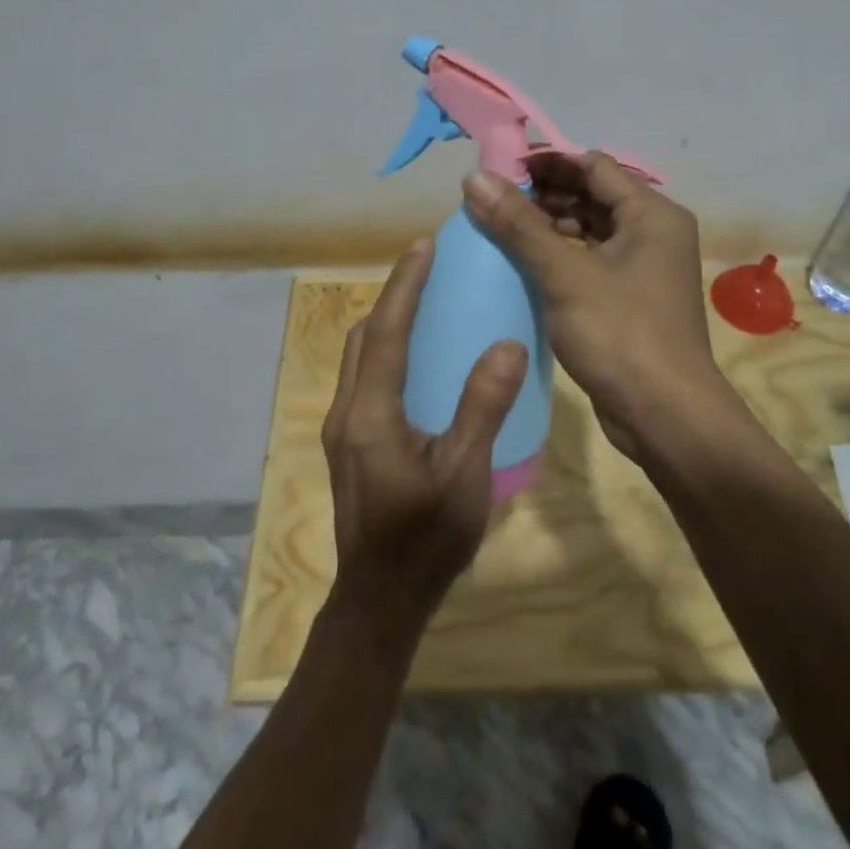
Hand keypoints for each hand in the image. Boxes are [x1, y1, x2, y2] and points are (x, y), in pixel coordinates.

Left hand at [322, 240, 528, 629]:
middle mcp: (346, 412)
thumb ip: (482, 408)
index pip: (384, 333)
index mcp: (370, 414)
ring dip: (385, 322)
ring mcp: (343, 429)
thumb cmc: (425, 540)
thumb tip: (506, 344)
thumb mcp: (464, 475)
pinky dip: (385, 351)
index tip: (422, 246)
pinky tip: (417, 358)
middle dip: (391, 296)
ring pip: (358, 357)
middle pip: (362, 337)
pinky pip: (364, 378)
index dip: (403, 286)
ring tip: (422, 300)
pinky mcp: (350, 444)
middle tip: (426, 267)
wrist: (380, 601)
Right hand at [461, 153, 731, 459]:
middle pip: (593, 196)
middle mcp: (653, 233)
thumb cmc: (620, 335)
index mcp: (652, 215)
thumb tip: (474, 177)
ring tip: (500, 227)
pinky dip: (560, 255)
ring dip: (549, 225)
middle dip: (544, 194)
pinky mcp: (631, 298)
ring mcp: (644, 268)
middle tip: (492, 199)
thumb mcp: (565, 275)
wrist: (665, 416)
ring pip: (591, 230)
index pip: (593, 166)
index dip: (546, 162)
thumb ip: (519, 225)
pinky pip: (591, 261)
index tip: (498, 169)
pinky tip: (524, 262)